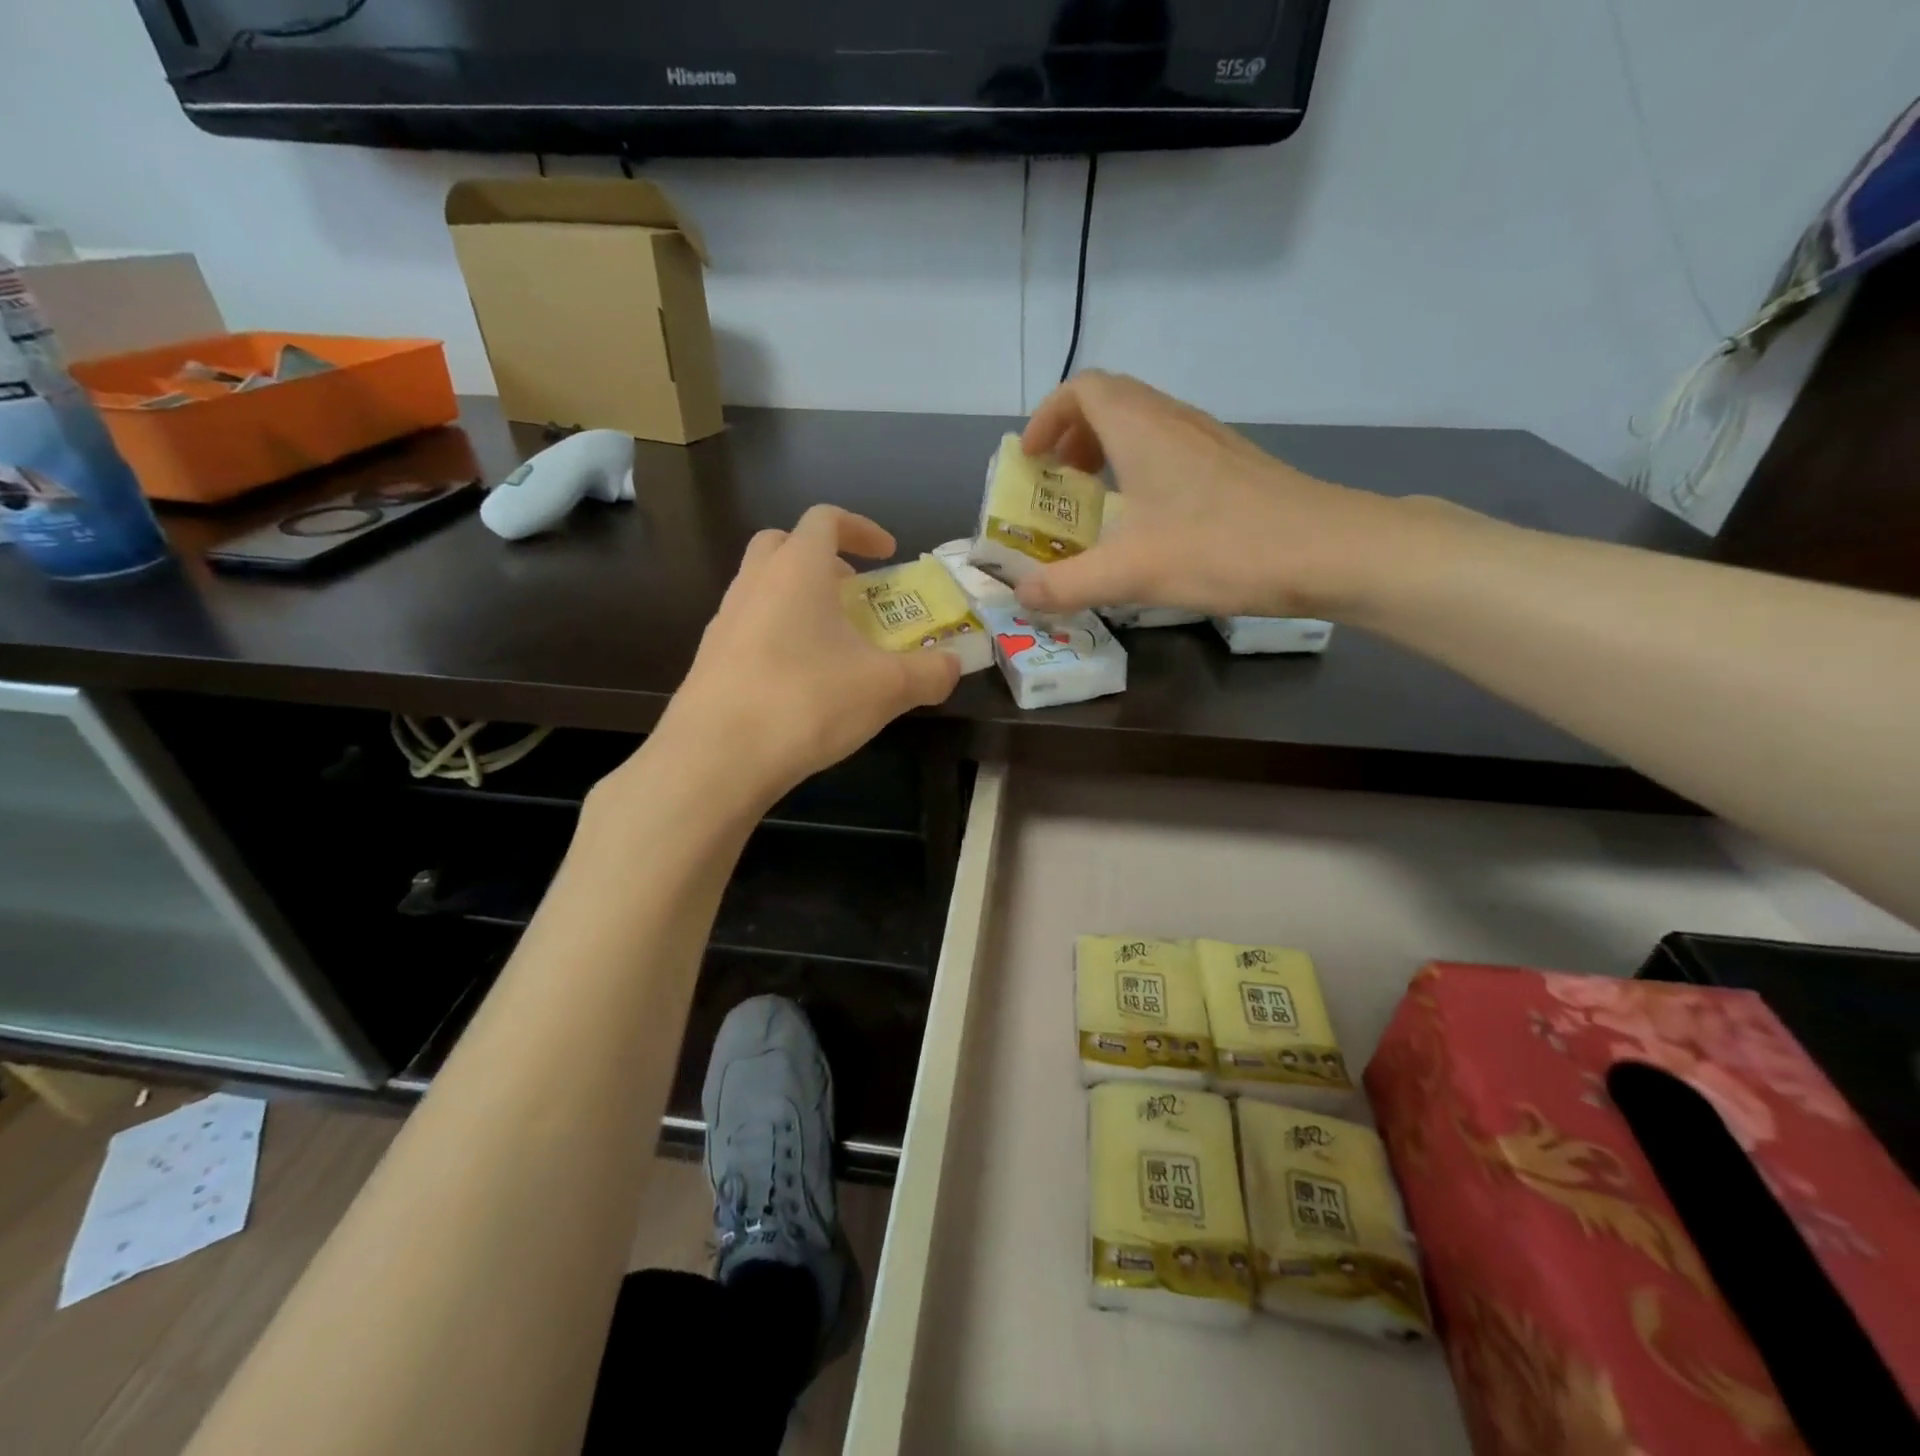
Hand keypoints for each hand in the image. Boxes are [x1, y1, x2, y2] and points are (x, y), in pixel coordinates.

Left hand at [646, 505, 961, 809]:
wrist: (716, 759)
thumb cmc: (806, 702)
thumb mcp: (886, 688)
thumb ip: (930, 672)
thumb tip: (955, 665)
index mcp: (797, 570)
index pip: (826, 519)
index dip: (862, 529)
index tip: (888, 554)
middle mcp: (754, 584)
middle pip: (783, 545)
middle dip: (822, 559)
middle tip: (853, 593)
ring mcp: (725, 622)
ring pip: (763, 588)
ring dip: (799, 600)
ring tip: (833, 644)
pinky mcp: (710, 661)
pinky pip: (749, 629)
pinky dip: (778, 636)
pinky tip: (800, 682)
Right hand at [1014, 371, 1434, 620]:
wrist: (1328, 549)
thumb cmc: (1221, 549)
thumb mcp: (1130, 573)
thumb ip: (1067, 584)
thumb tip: (1022, 596)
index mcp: (1141, 428)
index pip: (1082, 390)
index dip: (1047, 417)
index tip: (1031, 460)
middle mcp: (1174, 421)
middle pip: (1111, 402)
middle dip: (1073, 437)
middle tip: (1057, 483)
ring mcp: (1209, 441)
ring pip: (1143, 426)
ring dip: (1108, 453)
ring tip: (1094, 503)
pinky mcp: (1232, 468)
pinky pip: (1169, 451)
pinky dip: (1140, 471)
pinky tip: (1146, 522)